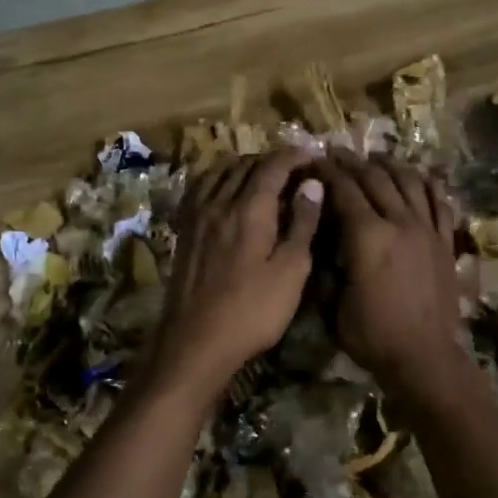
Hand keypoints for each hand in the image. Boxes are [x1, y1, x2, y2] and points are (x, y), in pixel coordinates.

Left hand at [145, 148, 323, 404]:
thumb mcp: (291, 271)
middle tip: (294, 170)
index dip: (295, 156)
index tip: (313, 156)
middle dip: (272, 160)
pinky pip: (200, 189)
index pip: (273, 166)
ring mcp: (196, 216)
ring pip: (219, 173)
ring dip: (244, 166)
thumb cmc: (253, 311)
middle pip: (245, 164)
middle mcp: (219, 202)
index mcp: (250, 209)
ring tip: (262, 176)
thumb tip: (312, 183)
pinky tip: (225, 192)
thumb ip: (302, 224)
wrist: (196, 342)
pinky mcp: (184, 231)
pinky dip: (218, 180)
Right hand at [319, 150, 468, 396]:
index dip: (327, 173)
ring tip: (375, 158)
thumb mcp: (333, 306)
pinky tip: (419, 176)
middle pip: (375, 179)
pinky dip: (427, 185)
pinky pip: (439, 203)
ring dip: (389, 165)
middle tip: (337, 152)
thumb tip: (324, 245)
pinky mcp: (445, 243)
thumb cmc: (373, 336)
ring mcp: (427, 230)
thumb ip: (327, 270)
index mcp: (367, 237)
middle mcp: (399, 223)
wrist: (424, 357)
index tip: (314, 161)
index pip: (344, 191)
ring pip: (409, 183)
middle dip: (353, 162)